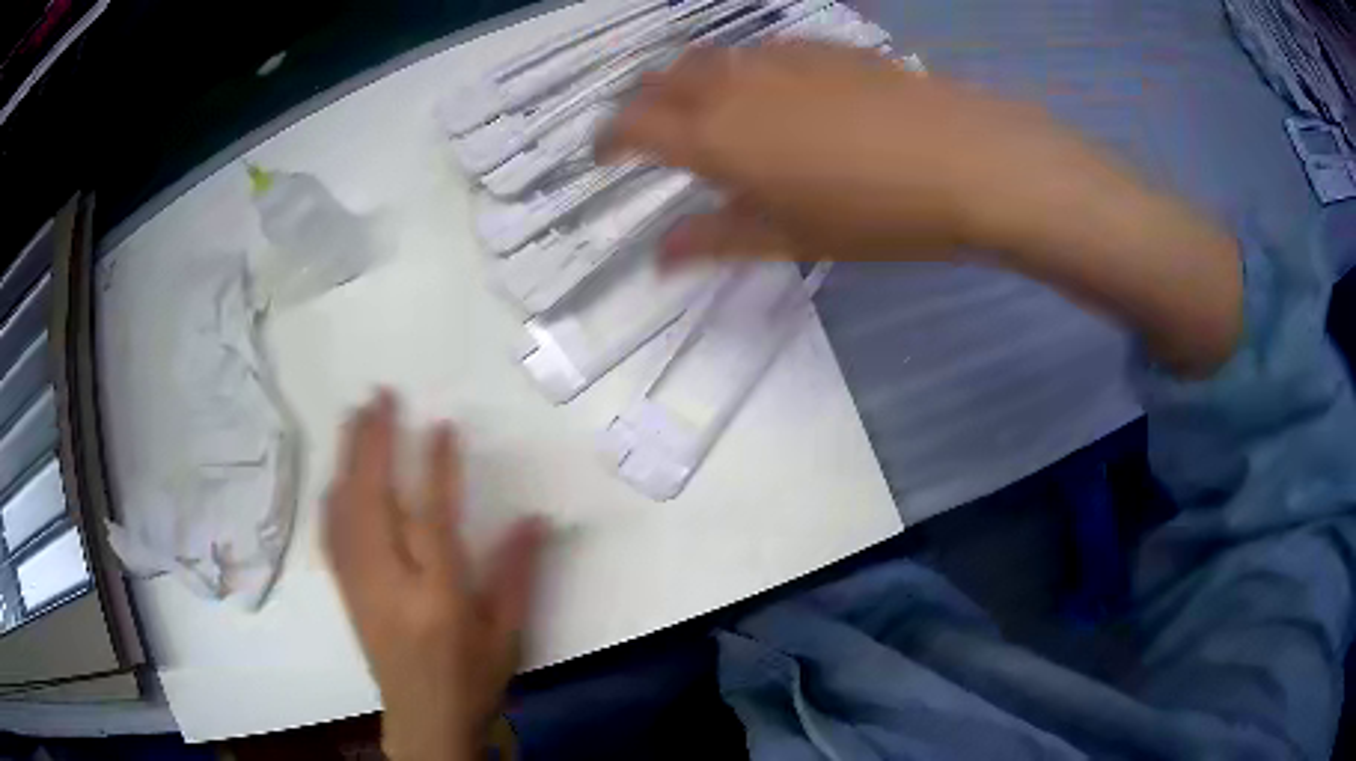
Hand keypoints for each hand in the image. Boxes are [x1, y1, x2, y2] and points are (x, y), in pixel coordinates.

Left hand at [325, 390, 545, 760]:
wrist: (424, 721)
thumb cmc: (472, 679)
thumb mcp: (507, 635)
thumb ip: (517, 575)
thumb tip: (535, 519)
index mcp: (438, 598)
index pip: (432, 521)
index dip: (436, 469)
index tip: (441, 425)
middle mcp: (391, 585)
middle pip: (374, 504)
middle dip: (374, 445)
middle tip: (378, 398)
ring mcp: (360, 587)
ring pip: (346, 513)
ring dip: (348, 460)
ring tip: (353, 418)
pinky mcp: (346, 593)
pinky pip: (331, 538)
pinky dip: (331, 499)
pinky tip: (334, 476)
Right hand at [600, 41, 1240, 375]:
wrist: (965, 161)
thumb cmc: (874, 213)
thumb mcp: (790, 238)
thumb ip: (716, 239)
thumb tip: (660, 256)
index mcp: (712, 134)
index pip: (630, 128)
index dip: (607, 141)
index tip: (603, 157)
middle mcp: (731, 83)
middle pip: (661, 81)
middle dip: (641, 105)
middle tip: (648, 133)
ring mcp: (778, 57)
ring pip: (709, 58)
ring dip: (688, 81)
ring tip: (703, 109)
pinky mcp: (822, 47)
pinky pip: (759, 50)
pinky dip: (741, 68)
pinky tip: (768, 89)